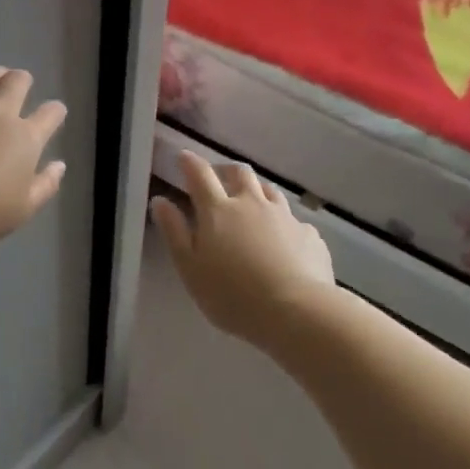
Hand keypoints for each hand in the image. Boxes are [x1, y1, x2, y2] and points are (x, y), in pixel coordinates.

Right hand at [150, 152, 334, 345]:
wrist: (296, 312)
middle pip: (239, 172)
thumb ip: (174, 232)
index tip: (183, 157)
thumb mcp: (190, 268)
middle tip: (218, 179)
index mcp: (218, 210)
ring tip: (250, 203)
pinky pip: (293, 220)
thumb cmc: (232, 295)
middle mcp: (252, 204)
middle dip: (225, 170)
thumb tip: (160, 200)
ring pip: (269, 190)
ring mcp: (284, 217)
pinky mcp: (309, 235)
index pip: (200, 174)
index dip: (189, 162)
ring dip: (256, 190)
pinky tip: (283, 240)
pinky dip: (283, 223)